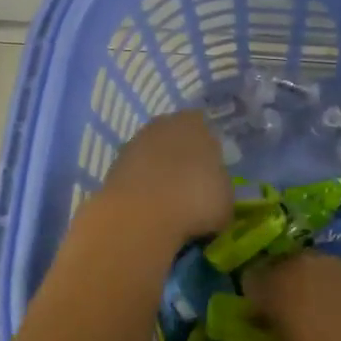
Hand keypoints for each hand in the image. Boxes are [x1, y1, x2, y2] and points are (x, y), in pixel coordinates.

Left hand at [97, 110, 233, 246]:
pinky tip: (149, 208)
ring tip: (170, 203)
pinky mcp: (114, 165)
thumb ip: (221, 186)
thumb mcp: (226, 200)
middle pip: (177, 138)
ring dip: (160, 173)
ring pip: (154, 155)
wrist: (140, 217)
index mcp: (196, 123)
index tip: (213, 173)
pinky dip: (142, 187)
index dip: (210, 150)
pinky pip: (136, 174)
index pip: (206, 127)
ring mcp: (135, 142)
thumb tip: (214, 190)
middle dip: (183, 158)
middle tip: (191, 187)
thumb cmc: (195, 200)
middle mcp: (163, 124)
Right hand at [242, 251, 340, 340]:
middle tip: (287, 316)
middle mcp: (299, 264)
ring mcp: (330, 262)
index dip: (254, 301)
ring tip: (316, 312)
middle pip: (280, 268)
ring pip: (308, 267)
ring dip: (306, 284)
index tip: (260, 321)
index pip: (251, 282)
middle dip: (280, 288)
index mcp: (276, 285)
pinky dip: (331, 285)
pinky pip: (333, 272)